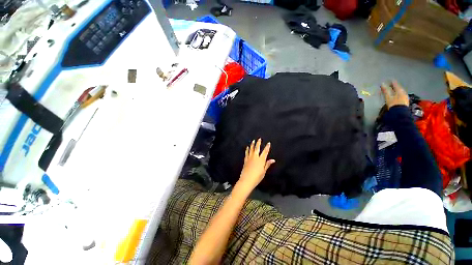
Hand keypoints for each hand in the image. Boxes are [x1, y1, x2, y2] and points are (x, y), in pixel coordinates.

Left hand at [235, 138, 274, 194]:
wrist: (247, 180)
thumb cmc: (257, 177)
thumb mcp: (264, 171)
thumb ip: (267, 164)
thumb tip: (273, 160)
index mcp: (261, 160)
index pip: (265, 152)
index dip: (267, 147)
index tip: (268, 143)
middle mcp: (255, 157)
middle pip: (257, 148)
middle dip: (258, 143)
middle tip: (259, 139)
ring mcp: (249, 158)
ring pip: (251, 149)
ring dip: (252, 144)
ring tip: (253, 141)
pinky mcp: (245, 160)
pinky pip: (246, 153)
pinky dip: (247, 149)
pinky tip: (247, 147)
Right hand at [381, 81, 408, 108]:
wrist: (399, 112)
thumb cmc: (393, 103)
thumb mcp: (388, 96)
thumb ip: (385, 90)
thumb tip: (382, 83)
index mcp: (399, 90)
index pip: (395, 84)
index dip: (392, 82)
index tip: (388, 80)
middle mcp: (403, 92)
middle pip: (398, 87)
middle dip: (394, 86)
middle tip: (389, 85)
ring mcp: (405, 97)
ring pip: (399, 91)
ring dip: (395, 90)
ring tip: (392, 90)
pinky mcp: (405, 101)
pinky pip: (400, 95)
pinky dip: (397, 94)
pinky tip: (395, 96)